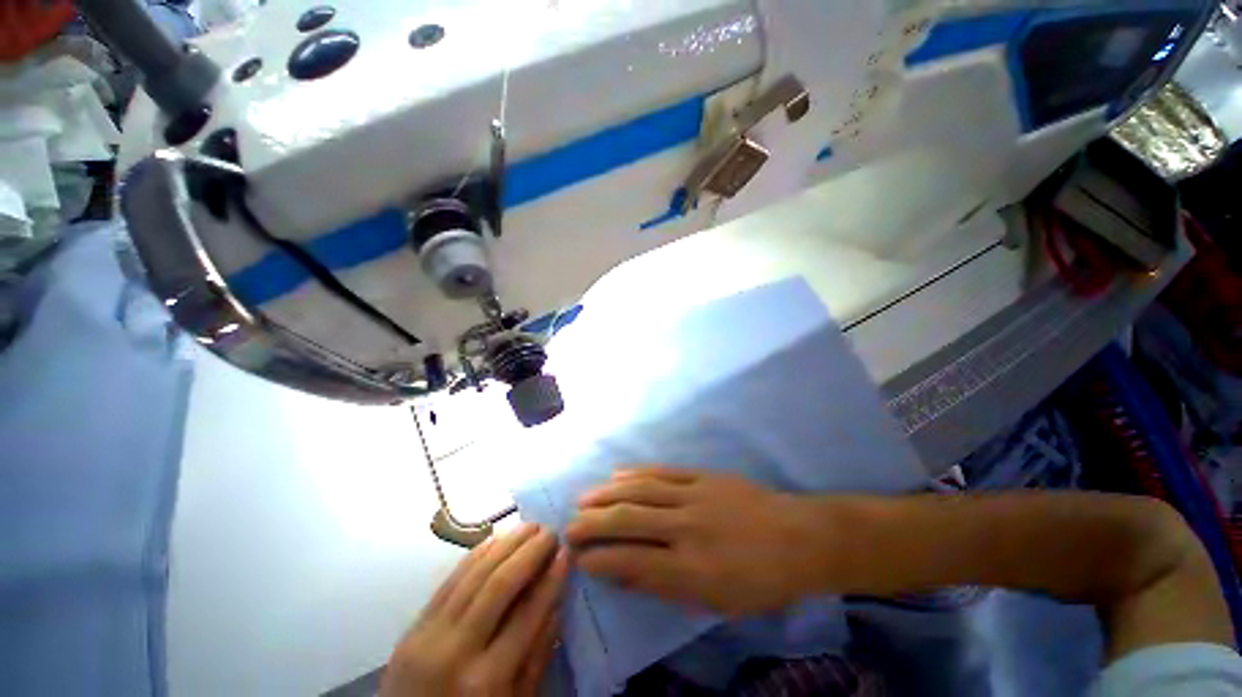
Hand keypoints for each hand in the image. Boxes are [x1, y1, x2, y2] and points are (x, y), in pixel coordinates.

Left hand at [381, 524, 567, 696]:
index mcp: (485, 681)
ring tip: (530, 527)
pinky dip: (476, 554)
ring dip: (506, 543)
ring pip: (473, 574)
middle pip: (499, 584)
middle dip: (530, 551)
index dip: (550, 579)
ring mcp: (428, 635)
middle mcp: (455, 651)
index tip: (567, 552)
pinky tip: (496, 539)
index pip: (527, 614)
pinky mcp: (412, 626)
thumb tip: (558, 601)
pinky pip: (449, 579)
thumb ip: (537, 656)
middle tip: (551, 531)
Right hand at [567, 468, 833, 615]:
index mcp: (692, 568)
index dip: (600, 559)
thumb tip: (624, 574)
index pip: (632, 562)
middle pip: (629, 520)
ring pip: (640, 490)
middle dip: (593, 524)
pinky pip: (662, 472)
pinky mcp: (702, 475)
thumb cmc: (760, 580)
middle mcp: (686, 528)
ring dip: (607, 494)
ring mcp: (693, 495)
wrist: (798, 537)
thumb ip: (667, 587)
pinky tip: (617, 474)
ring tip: (584, 499)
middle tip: (569, 526)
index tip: (579, 558)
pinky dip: (636, 473)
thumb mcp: (716, 601)